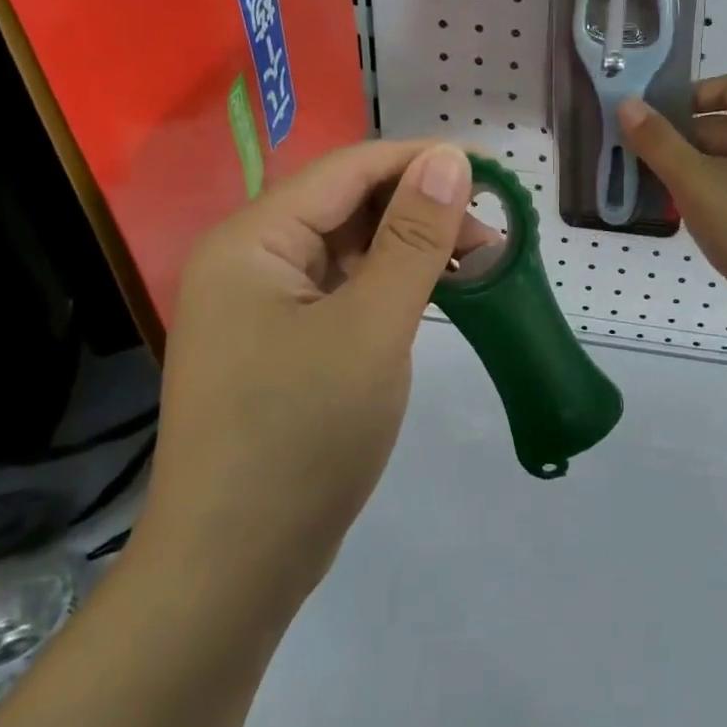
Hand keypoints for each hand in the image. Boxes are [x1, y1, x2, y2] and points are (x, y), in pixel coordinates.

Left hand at [137, 140, 475, 606]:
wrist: (234, 566)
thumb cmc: (302, 437)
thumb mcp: (372, 328)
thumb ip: (413, 238)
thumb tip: (449, 160)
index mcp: (252, 241)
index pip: (348, 170)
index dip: (421, 161)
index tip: (492, 173)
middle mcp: (248, 261)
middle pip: (345, 206)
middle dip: (420, 208)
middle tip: (491, 232)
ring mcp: (261, 307)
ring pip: (346, 250)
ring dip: (409, 248)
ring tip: (475, 263)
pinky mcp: (279, 345)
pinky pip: (341, 292)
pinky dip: (388, 286)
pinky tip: (432, 296)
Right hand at [621, 75, 726, 343]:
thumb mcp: (696, 182)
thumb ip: (659, 142)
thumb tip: (628, 103)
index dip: (692, 95)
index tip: (655, 119)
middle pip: (725, 127)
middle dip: (680, 140)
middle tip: (639, 161)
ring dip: (690, 172)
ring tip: (653, 191)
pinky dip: (709, 197)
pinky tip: (683, 218)